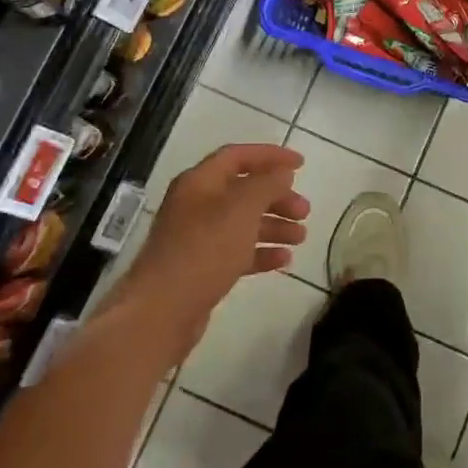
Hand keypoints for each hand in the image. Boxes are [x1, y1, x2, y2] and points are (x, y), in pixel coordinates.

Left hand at [114, 144, 309, 361]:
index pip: (237, 156)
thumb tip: (281, 173)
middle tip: (305, 211)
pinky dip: (261, 252)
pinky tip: (284, 261)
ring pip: (242, 223)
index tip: (301, 164)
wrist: (162, 311)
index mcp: (200, 182)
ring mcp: (197, 238)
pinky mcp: (201, 268)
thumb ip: (266, 185)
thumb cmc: (204, 250)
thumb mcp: (242, 209)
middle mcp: (196, 205)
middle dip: (277, 197)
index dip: (270, 156)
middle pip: (243, 191)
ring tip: (301, 237)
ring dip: (274, 226)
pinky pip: (237, 252)